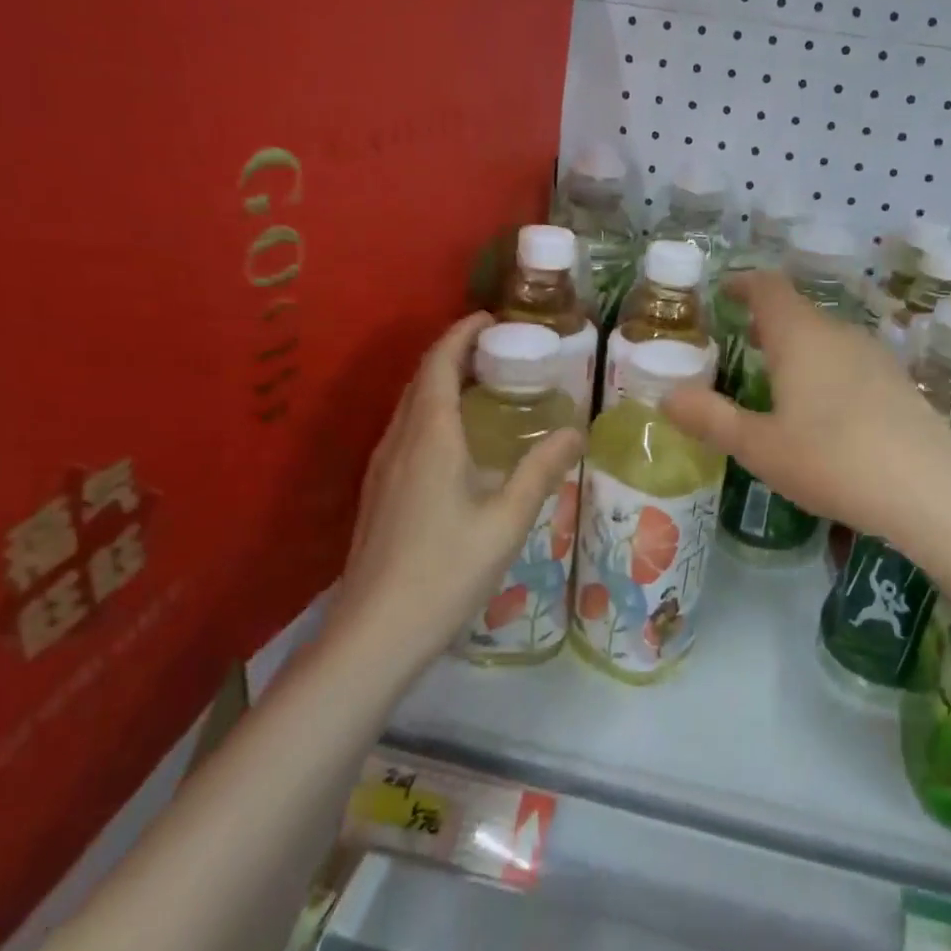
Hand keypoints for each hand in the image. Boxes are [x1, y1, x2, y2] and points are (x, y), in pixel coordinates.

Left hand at [333, 312, 582, 662]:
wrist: (375, 633)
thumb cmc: (446, 572)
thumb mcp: (506, 521)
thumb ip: (540, 471)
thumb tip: (574, 430)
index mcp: (430, 439)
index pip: (438, 365)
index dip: (460, 334)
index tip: (489, 317)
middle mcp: (399, 443)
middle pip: (420, 380)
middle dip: (452, 353)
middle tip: (495, 349)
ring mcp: (381, 469)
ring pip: (408, 407)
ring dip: (439, 383)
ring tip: (480, 385)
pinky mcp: (377, 493)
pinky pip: (404, 433)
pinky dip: (430, 413)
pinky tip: (454, 441)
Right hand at [663, 271, 950, 545]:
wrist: (930, 490)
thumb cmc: (831, 460)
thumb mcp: (759, 446)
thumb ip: (711, 419)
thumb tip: (666, 397)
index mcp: (800, 337)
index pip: (768, 288)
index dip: (744, 284)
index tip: (725, 292)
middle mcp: (840, 335)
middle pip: (799, 313)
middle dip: (768, 323)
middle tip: (742, 345)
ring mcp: (876, 358)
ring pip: (827, 340)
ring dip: (800, 350)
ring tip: (778, 381)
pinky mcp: (899, 385)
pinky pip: (851, 364)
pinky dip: (827, 372)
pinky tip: (825, 412)